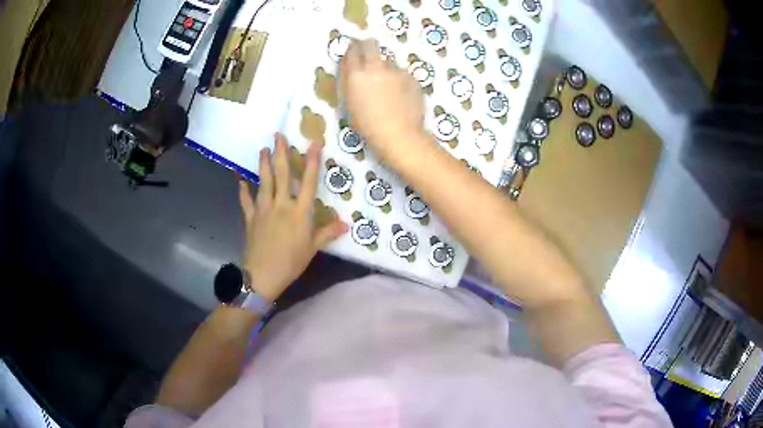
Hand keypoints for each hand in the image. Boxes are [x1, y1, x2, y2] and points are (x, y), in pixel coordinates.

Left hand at [239, 134, 347, 302]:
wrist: (263, 275)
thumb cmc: (291, 262)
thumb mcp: (312, 249)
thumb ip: (327, 233)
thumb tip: (345, 224)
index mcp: (300, 212)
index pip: (309, 182)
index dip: (312, 162)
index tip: (314, 142)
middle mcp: (281, 205)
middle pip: (282, 175)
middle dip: (281, 153)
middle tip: (278, 135)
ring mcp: (263, 209)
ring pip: (264, 182)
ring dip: (263, 165)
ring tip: (262, 150)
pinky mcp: (250, 218)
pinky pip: (246, 201)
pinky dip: (243, 190)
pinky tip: (240, 180)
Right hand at [340, 39, 426, 164]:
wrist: (398, 134)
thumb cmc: (368, 125)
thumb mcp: (349, 103)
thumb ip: (349, 81)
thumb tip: (349, 66)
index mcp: (356, 74)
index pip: (352, 50)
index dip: (352, 48)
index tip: (353, 49)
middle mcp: (376, 67)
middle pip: (370, 44)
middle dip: (367, 45)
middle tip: (367, 52)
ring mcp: (396, 71)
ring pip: (388, 61)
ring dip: (385, 67)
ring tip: (386, 85)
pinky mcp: (411, 77)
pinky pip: (402, 73)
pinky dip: (399, 79)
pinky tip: (400, 94)